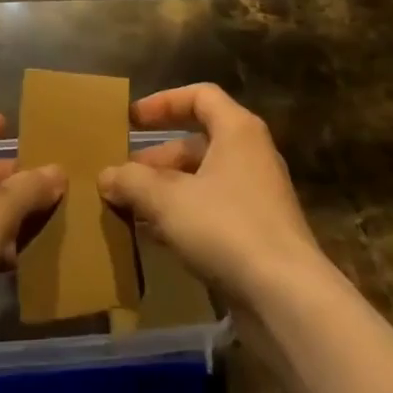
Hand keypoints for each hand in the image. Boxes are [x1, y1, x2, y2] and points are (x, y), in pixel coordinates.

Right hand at [97, 84, 327, 309]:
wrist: (286, 297)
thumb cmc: (226, 228)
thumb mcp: (168, 200)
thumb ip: (132, 182)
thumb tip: (105, 176)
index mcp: (237, 130)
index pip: (199, 96)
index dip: (162, 102)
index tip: (131, 120)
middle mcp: (251, 155)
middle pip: (197, 142)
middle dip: (156, 158)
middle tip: (122, 175)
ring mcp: (257, 195)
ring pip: (202, 180)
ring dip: (165, 191)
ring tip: (129, 208)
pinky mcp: (257, 233)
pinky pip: (212, 211)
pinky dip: (182, 216)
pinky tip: (153, 237)